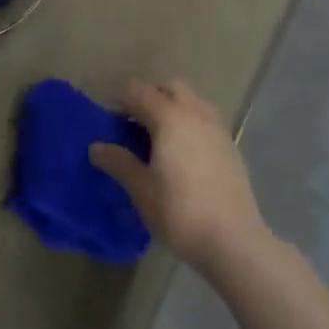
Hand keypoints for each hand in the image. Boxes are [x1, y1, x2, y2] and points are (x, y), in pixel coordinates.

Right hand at [90, 80, 267, 275]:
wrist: (233, 241)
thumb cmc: (179, 212)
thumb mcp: (141, 189)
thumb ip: (118, 162)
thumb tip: (96, 147)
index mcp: (170, 118)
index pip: (140, 91)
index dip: (122, 101)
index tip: (111, 122)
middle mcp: (196, 114)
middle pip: (171, 87)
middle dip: (151, 96)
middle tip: (136, 124)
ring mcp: (218, 129)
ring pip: (193, 101)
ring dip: (174, 108)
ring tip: (161, 139)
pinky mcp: (231, 147)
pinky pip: (207, 120)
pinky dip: (191, 124)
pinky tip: (184, 155)